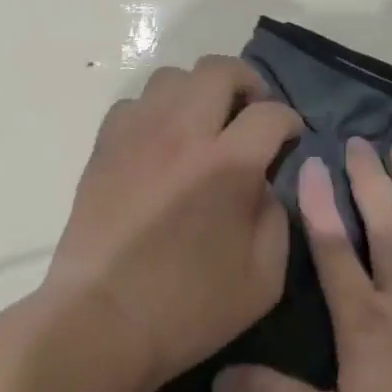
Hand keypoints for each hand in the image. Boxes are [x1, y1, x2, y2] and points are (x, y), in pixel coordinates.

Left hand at [42, 56, 303, 391]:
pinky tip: (162, 142)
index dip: (289, 121)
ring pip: (173, 77)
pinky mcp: (105, 146)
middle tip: (252, 113)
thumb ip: (278, 218)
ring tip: (205, 123)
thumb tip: (266, 183)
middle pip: (219, 69)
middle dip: (247, 83)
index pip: (270, 113)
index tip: (290, 137)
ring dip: (199, 91)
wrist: (101, 321)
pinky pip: (135, 104)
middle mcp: (183, 133)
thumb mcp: (264, 278)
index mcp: (228, 164)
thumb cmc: (188, 309)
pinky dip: (157, 111)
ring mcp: (138, 134)